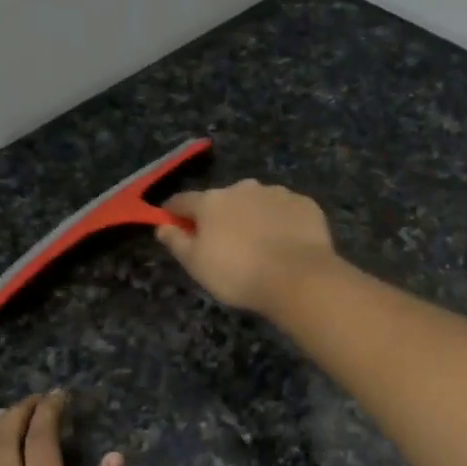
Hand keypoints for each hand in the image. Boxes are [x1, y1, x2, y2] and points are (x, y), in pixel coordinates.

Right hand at [155, 180, 337, 314]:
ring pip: (257, 202)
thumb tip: (162, 226)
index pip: (183, 201)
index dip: (174, 212)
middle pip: (223, 200)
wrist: (298, 277)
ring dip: (253, 216)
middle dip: (220, 216)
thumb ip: (176, 242)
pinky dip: (282, 221)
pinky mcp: (304, 204)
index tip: (171, 223)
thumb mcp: (196, 265)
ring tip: (261, 244)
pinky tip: (286, 242)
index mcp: (211, 201)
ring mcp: (277, 193)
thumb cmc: (238, 274)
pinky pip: (285, 210)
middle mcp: (243, 188)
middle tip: (225, 242)